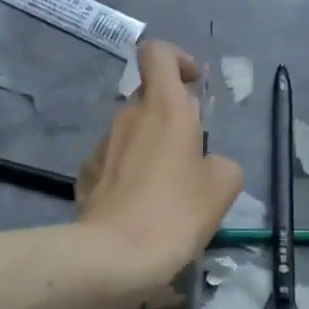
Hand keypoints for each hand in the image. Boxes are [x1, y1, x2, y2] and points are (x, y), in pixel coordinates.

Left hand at [75, 41, 243, 291]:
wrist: (115, 256)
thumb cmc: (176, 212)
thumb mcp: (222, 187)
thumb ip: (221, 163)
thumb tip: (209, 164)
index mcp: (165, 107)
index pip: (157, 53)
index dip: (176, 59)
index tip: (193, 84)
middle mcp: (129, 115)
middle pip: (148, 96)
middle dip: (170, 115)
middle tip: (189, 153)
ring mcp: (102, 144)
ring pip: (131, 131)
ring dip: (149, 146)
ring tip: (165, 189)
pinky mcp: (86, 173)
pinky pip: (113, 160)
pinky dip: (127, 171)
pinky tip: (138, 205)